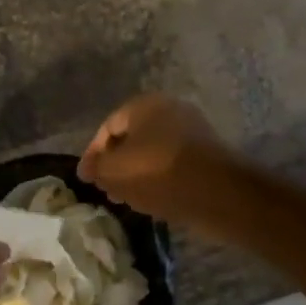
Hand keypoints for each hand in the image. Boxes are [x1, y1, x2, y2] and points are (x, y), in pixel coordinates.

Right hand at [78, 94, 237, 228]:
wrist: (218, 192)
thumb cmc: (158, 173)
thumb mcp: (114, 171)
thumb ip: (96, 168)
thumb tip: (88, 168)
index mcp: (145, 105)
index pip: (108, 127)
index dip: (92, 154)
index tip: (87, 179)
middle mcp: (170, 111)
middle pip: (132, 138)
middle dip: (116, 165)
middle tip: (107, 189)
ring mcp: (192, 133)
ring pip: (152, 153)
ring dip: (136, 174)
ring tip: (127, 198)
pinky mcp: (206, 156)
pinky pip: (172, 165)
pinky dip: (158, 179)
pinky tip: (152, 199)